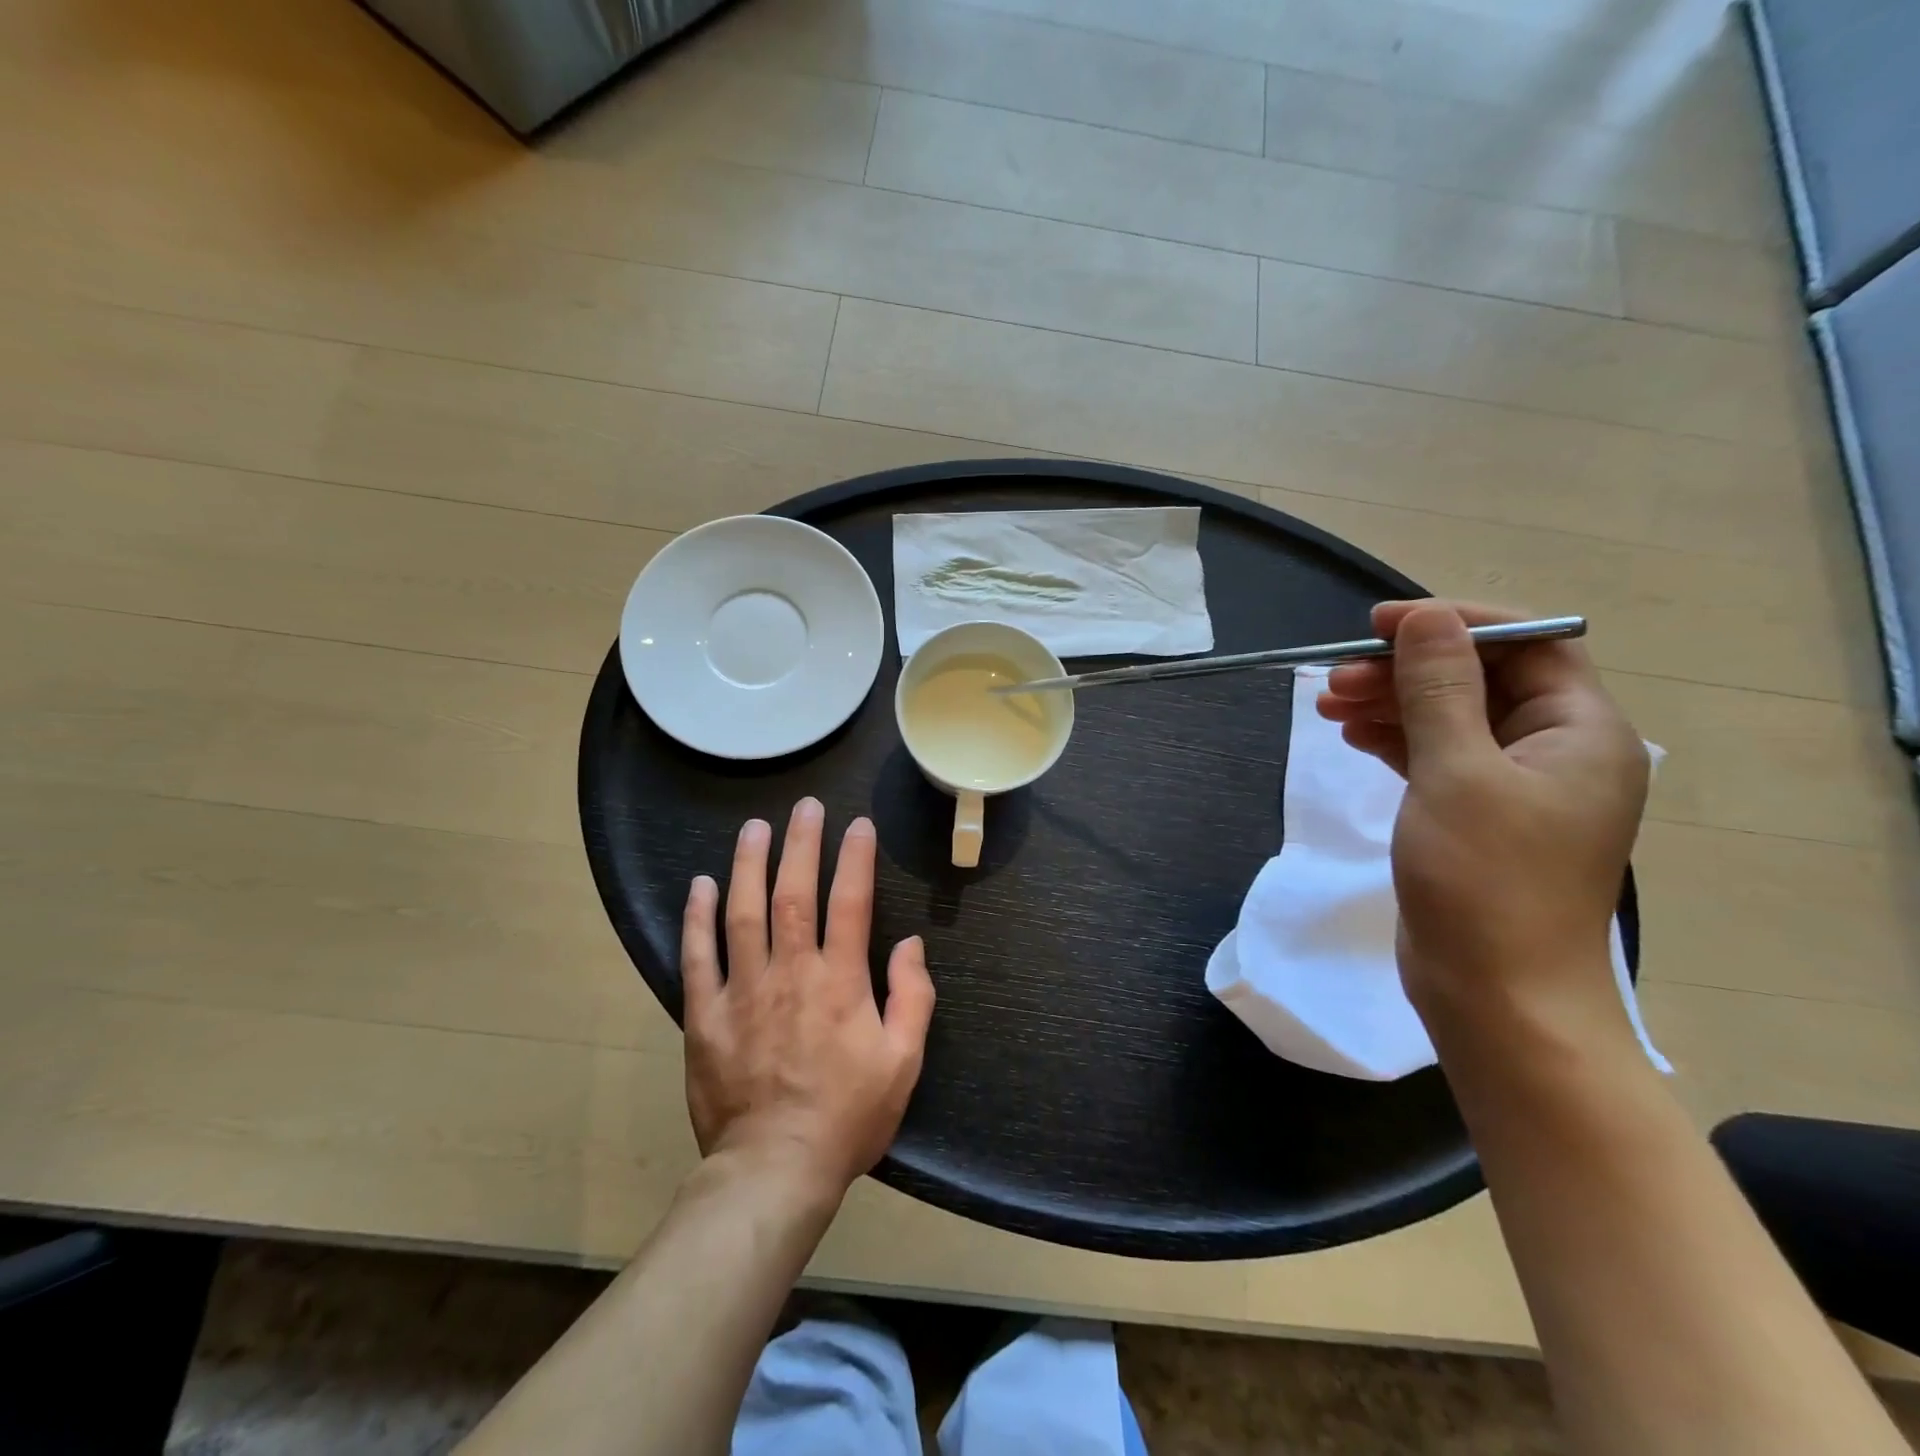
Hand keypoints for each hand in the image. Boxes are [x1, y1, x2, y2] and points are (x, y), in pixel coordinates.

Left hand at [680, 799, 934, 1197]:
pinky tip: (701, 885)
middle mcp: (791, 973)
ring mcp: (743, 991)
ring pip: (744, 913)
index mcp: (840, 982)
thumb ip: (913, 998)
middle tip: (806, 806)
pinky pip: (698, 956)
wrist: (774, 1170)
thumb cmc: (848, 1116)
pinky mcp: (705, 1015)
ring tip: (754, 828)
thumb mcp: (903, 1063)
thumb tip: (910, 945)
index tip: (859, 825)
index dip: (856, 859)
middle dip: (801, 844)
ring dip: (749, 865)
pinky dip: (698, 918)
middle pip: (794, 893)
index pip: (851, 903)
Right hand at [1317, 601, 1648, 1044]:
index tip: (1379, 625)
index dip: (1453, 624)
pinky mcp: (1477, 816)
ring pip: (1450, 718)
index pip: (1526, 644)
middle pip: (1480, 680)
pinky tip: (1353, 736)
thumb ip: (1439, 688)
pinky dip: (1395, 740)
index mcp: (1580, 731)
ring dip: (1392, 704)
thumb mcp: (1456, 772)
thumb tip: (1423, 618)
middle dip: (1406, 670)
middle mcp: (1556, 750)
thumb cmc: (1484, 879)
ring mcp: (1516, 787)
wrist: (1496, 997)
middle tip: (1336, 677)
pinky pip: (1437, 757)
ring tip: (1328, 705)